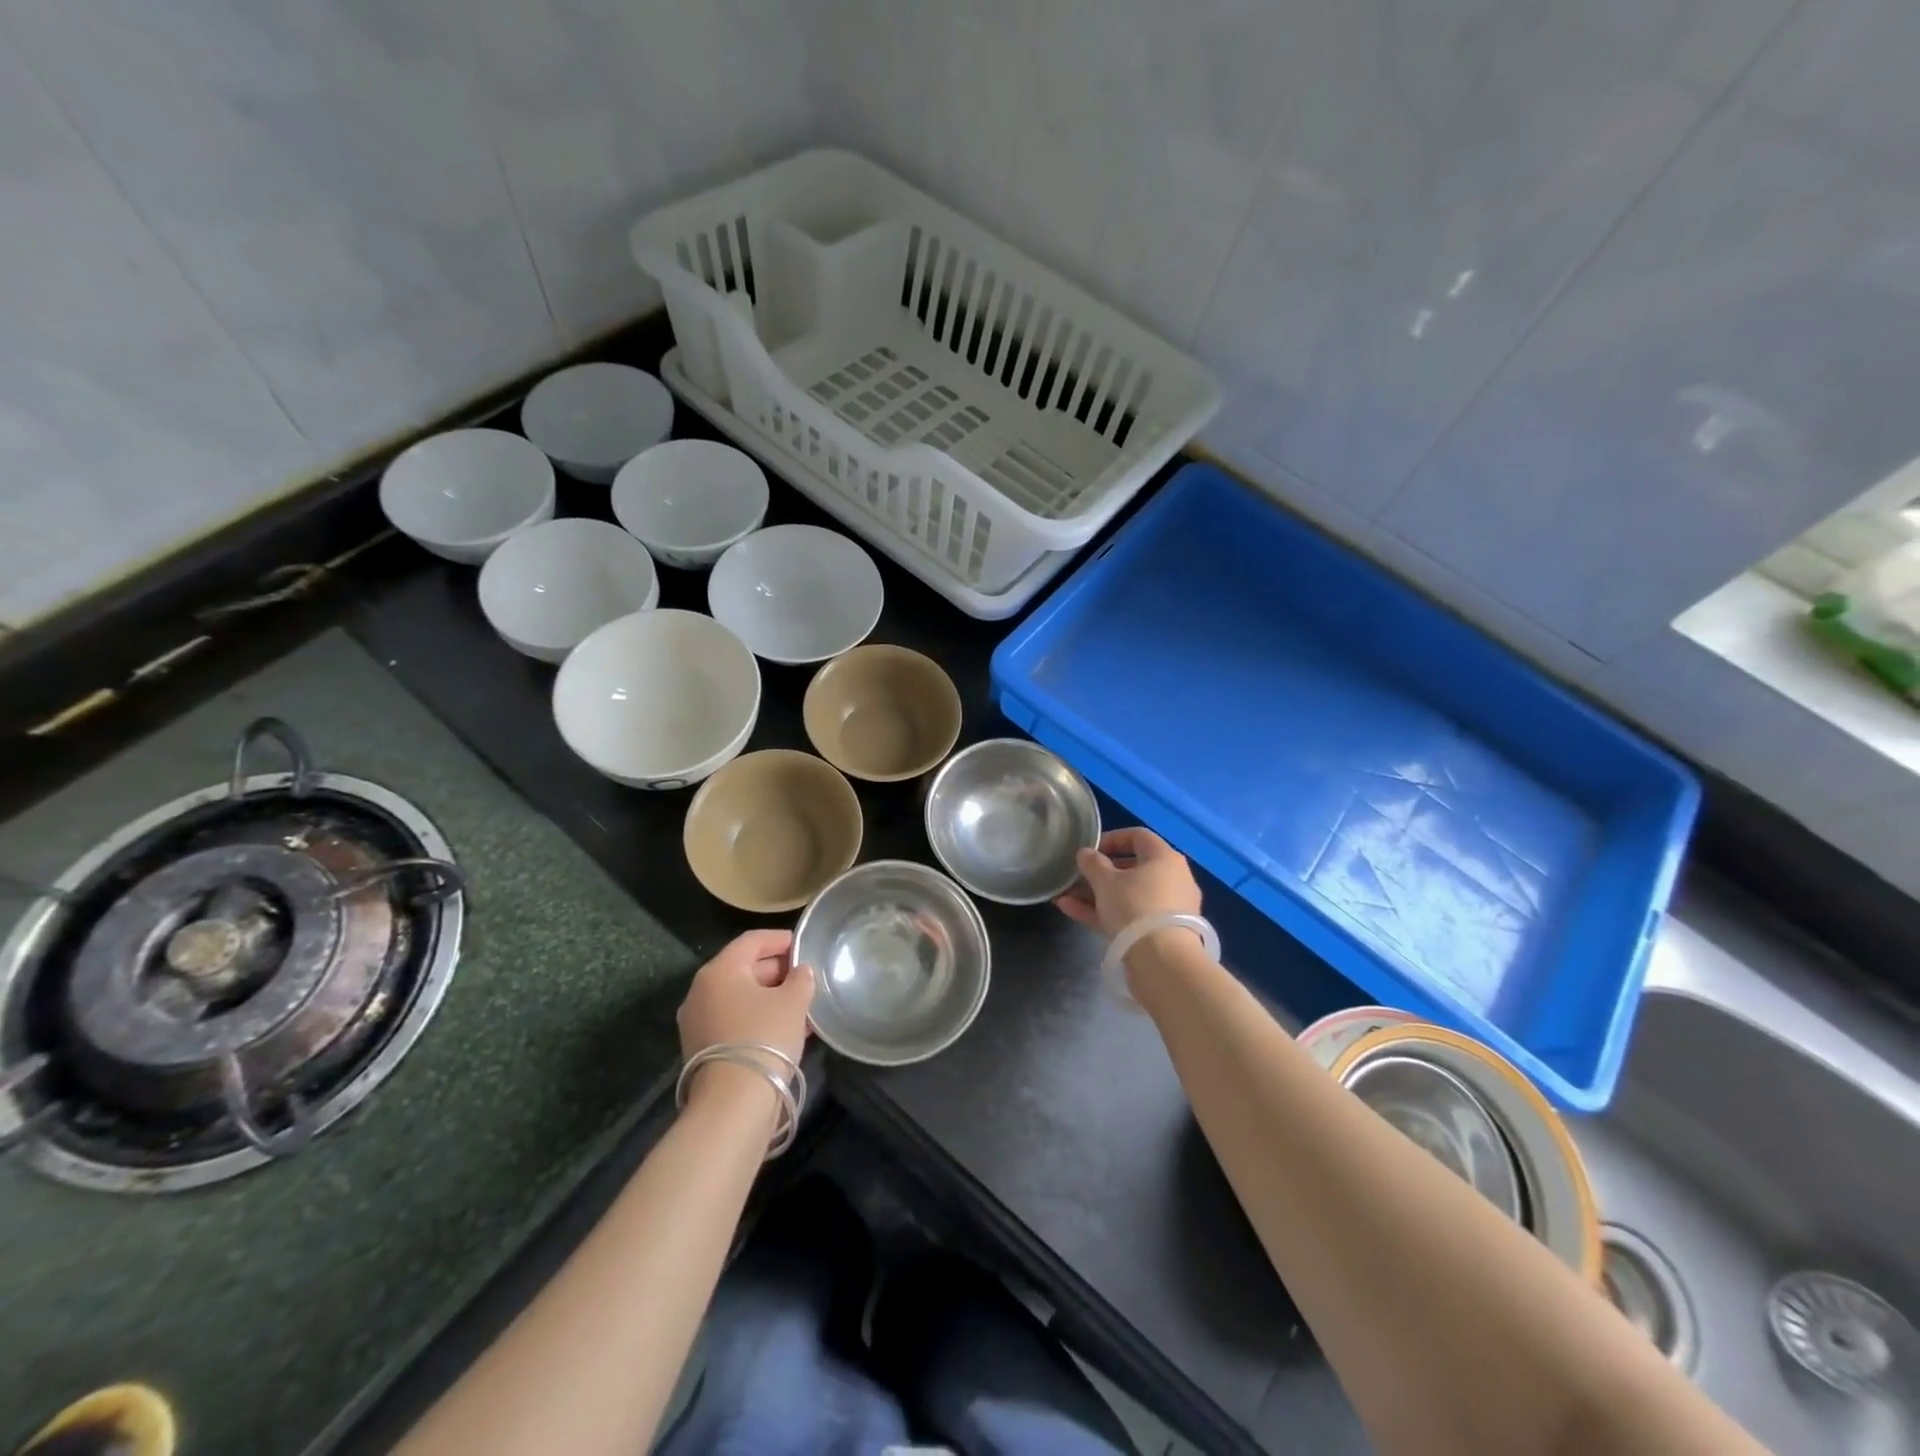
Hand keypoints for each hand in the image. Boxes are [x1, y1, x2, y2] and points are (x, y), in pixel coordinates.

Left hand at [676, 929, 814, 1070]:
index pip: (751, 941)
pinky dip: (758, 1018)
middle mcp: (701, 992)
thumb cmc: (764, 1037)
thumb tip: (801, 972)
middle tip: (805, 976)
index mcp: (719, 971)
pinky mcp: (701, 1049)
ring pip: (740, 998)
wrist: (733, 1102)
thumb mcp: (793, 1002)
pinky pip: (734, 1021)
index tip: (803, 945)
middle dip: (776, 970)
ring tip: (801, 1004)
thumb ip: (801, 979)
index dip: (779, 939)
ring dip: (770, 997)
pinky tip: (786, 1028)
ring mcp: (697, 1022)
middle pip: (743, 968)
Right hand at [1054, 826, 1201, 938]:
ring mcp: (1168, 908)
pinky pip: (1130, 915)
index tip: (1089, 849)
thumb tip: (1086, 853)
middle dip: (1099, 872)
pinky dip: (1105, 912)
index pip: (1138, 836)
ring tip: (1064, 896)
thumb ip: (1092, 863)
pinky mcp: (1161, 933)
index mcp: (1164, 858)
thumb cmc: (1135, 907)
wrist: (1163, 962)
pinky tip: (1071, 911)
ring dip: (1096, 894)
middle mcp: (1172, 879)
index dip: (1111, 839)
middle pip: (1132, 868)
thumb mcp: (1105, 881)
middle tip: (1076, 876)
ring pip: (1128, 894)